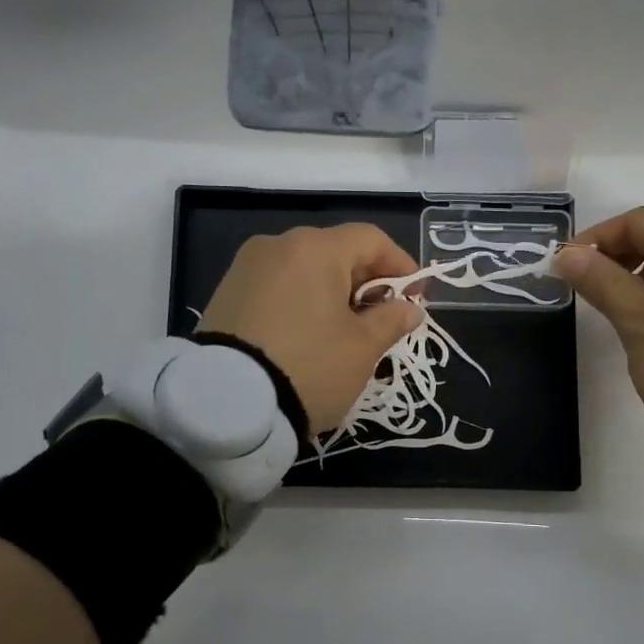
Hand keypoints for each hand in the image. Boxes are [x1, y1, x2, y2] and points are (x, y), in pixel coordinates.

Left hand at [201, 224, 423, 435]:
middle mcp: (278, 245)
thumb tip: (409, 308)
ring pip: (305, 269)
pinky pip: (278, 286)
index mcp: (316, 248)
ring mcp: (246, 267)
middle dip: (367, 281)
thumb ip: (391, 320)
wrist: (227, 404)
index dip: (401, 265)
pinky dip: (302, 301)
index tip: (416, 296)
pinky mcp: (226, 293)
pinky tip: (309, 334)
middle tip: (383, 318)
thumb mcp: (362, 348)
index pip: (371, 239)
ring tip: (346, 331)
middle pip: (336, 251)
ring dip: (333, 292)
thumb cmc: (309, 367)